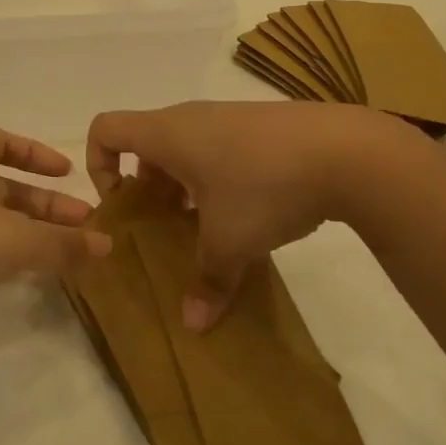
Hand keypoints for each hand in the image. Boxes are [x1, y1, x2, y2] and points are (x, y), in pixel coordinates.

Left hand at [0, 126, 106, 347]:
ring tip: (61, 255)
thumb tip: (108, 245)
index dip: (38, 155)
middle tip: (82, 226)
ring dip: (24, 232)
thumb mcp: (13, 240)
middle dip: (43, 204)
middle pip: (2, 184)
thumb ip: (62, 244)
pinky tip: (16, 274)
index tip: (68, 173)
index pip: (5, 141)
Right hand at [86, 102, 429, 331]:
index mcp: (167, 134)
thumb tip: (194, 326)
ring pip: (184, 148)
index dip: (98, 164)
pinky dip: (215, 177)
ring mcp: (227, 118)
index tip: (122, 204)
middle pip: (145, 144)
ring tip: (206, 226)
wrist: (347, 151)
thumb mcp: (230, 241)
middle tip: (164, 227)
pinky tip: (247, 212)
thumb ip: (206, 280)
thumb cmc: (264, 186)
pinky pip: (217, 148)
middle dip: (146, 188)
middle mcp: (190, 118)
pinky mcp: (259, 126)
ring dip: (182, 186)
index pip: (105, 129)